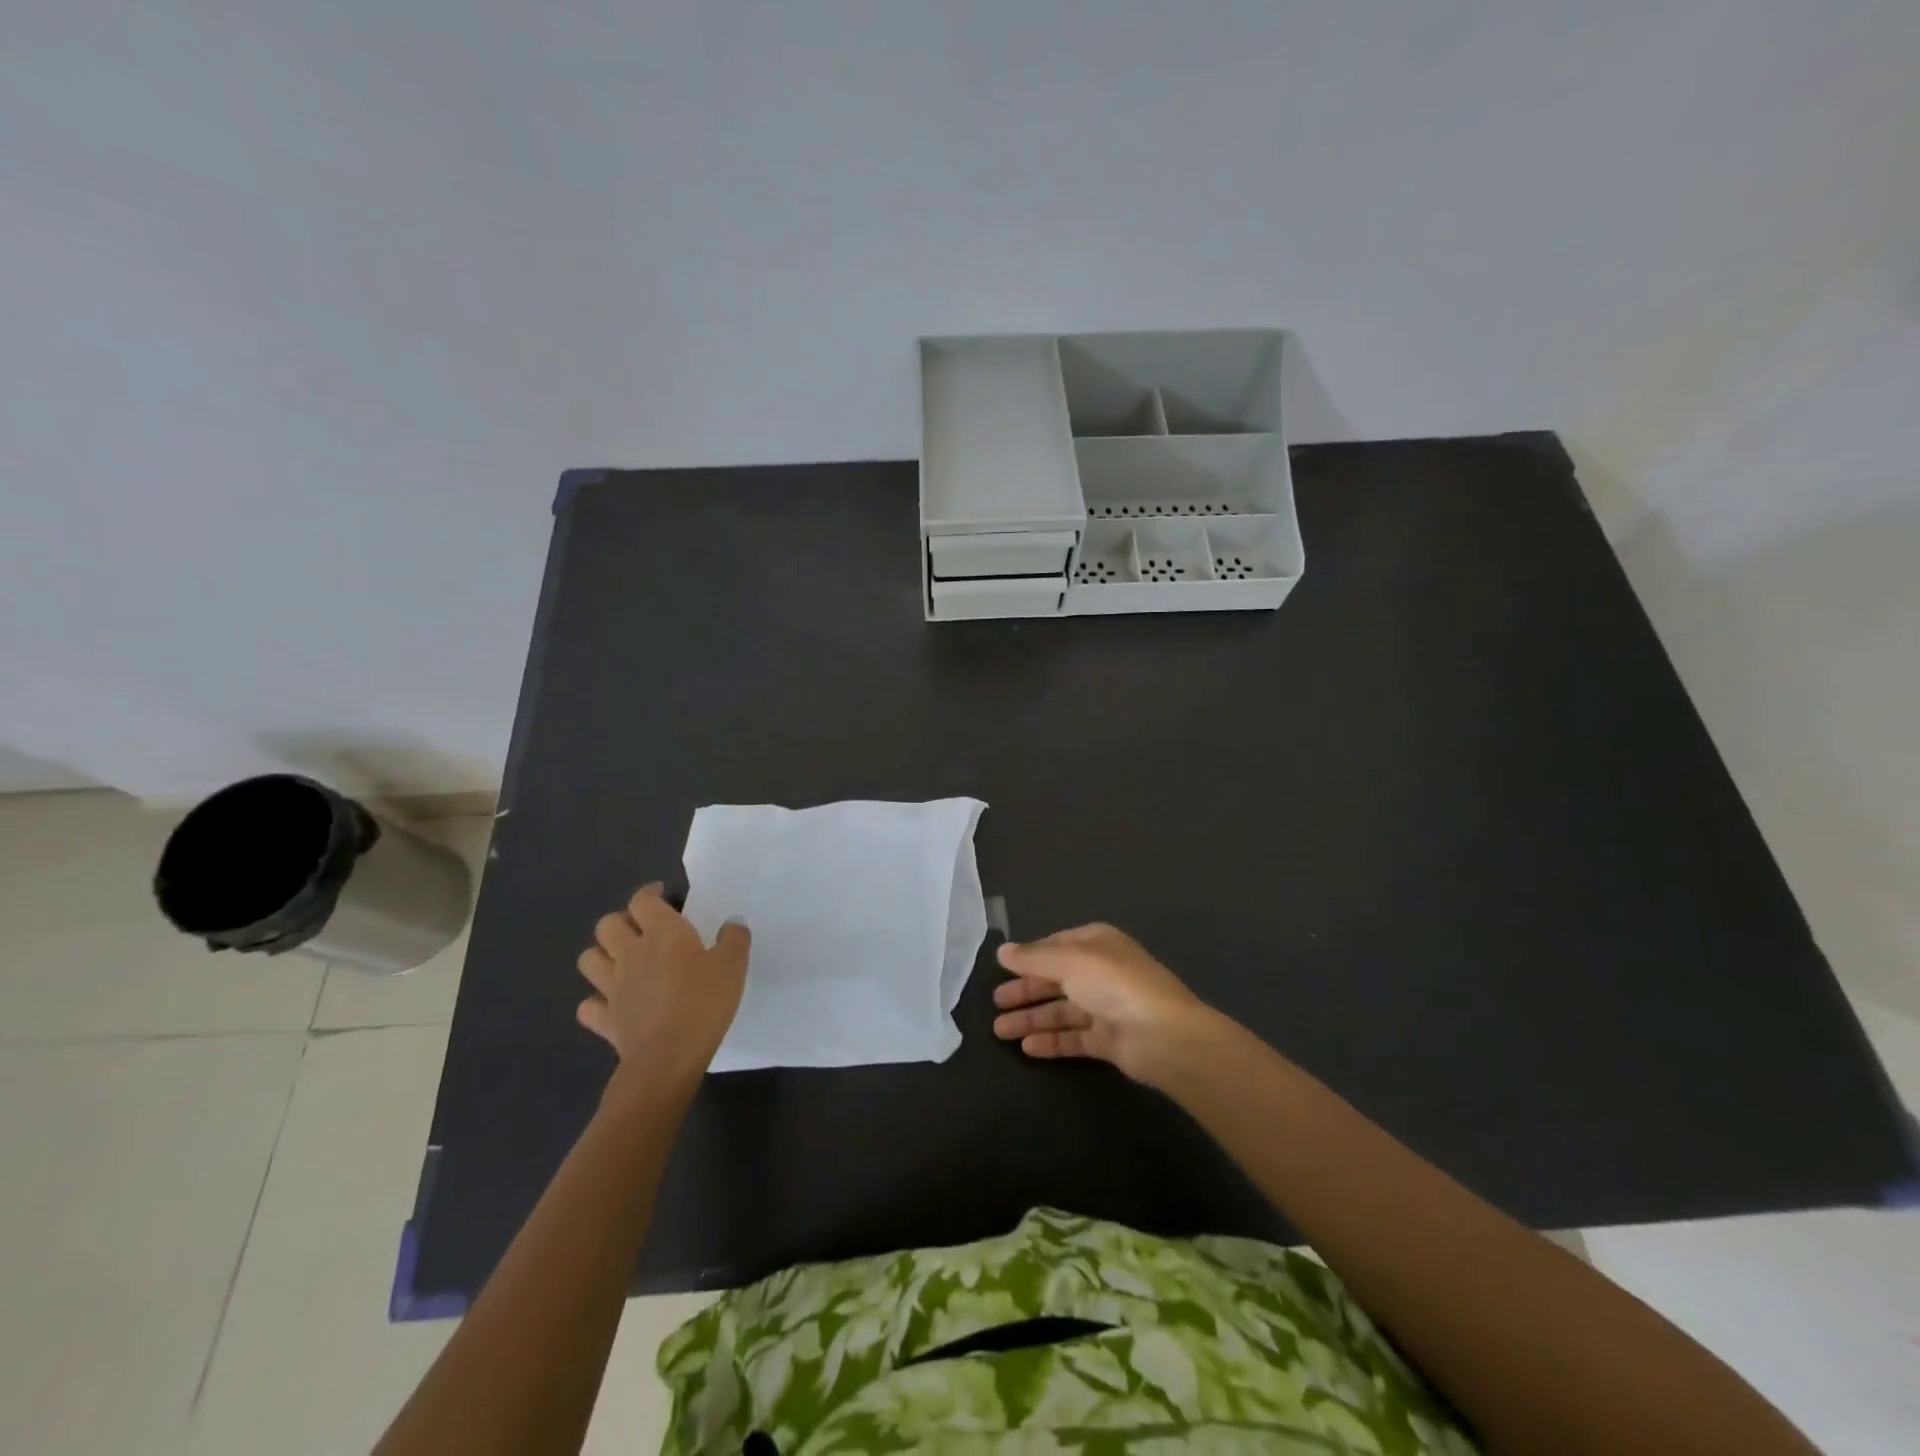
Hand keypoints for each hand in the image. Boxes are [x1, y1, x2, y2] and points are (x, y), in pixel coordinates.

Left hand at [576, 883, 750, 1091]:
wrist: (667, 1058)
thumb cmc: (703, 1003)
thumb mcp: (733, 965)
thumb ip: (734, 939)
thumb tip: (732, 922)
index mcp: (662, 934)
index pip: (643, 901)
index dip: (650, 894)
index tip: (663, 896)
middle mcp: (631, 954)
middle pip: (607, 924)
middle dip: (622, 921)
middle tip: (642, 929)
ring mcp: (612, 987)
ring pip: (589, 959)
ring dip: (602, 955)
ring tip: (622, 961)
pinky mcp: (605, 1019)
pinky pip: (588, 1005)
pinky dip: (597, 1001)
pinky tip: (613, 1003)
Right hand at [992, 923, 1214, 1087]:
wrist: (1162, 1035)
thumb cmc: (1114, 984)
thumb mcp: (1069, 961)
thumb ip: (1033, 958)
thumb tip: (1002, 951)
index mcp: (1096, 944)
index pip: (1055, 947)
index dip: (1029, 958)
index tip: (1001, 970)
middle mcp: (1100, 972)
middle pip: (1055, 980)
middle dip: (1025, 991)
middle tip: (995, 1003)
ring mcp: (1105, 1007)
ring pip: (1061, 1011)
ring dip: (1031, 1019)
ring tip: (1000, 1031)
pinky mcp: (1108, 1040)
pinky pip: (1073, 1038)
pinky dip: (1051, 1041)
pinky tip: (1027, 1048)